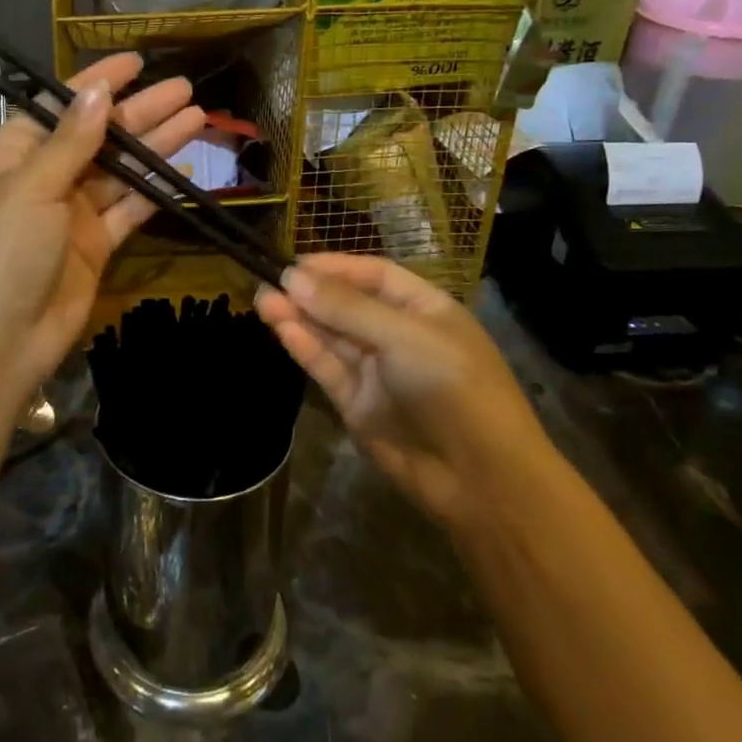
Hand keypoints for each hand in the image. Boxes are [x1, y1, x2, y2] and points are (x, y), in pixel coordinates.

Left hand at [0, 52, 204, 425]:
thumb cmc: (0, 254)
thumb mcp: (30, 188)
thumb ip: (70, 142)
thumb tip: (96, 93)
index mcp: (10, 156)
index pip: (58, 107)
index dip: (96, 83)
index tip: (136, 61)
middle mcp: (41, 179)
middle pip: (97, 136)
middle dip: (139, 112)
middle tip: (184, 89)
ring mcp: (70, 214)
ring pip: (120, 171)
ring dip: (155, 146)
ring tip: (197, 117)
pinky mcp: (94, 246)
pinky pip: (128, 209)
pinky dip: (154, 190)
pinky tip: (184, 168)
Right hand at [256, 253, 550, 527]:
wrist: (479, 478)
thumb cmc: (452, 386)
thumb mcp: (404, 336)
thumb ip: (346, 307)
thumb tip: (291, 276)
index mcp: (425, 309)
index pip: (374, 275)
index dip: (335, 267)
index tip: (294, 263)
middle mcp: (400, 335)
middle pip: (348, 304)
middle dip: (310, 293)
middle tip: (267, 280)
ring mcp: (378, 371)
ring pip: (332, 336)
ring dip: (299, 317)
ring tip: (262, 299)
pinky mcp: (358, 404)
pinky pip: (328, 367)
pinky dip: (304, 346)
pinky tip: (280, 327)